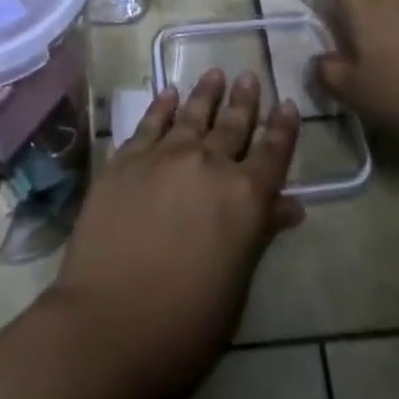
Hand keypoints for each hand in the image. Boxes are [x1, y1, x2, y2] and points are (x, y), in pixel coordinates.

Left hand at [50, 70, 301, 395]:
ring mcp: (165, 156)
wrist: (108, 325)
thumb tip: (290, 206)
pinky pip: (150, 123)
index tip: (286, 103)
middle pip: (233, 124)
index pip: (273, 153)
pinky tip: (168, 93)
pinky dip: (162, 106)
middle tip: (249, 77)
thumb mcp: (236, 285)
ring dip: (206, 93)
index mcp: (245, 198)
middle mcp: (209, 164)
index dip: (283, 128)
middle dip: (244, 100)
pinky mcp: (126, 159)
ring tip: (215, 73)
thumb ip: (260, 233)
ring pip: (193, 114)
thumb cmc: (185, 325)